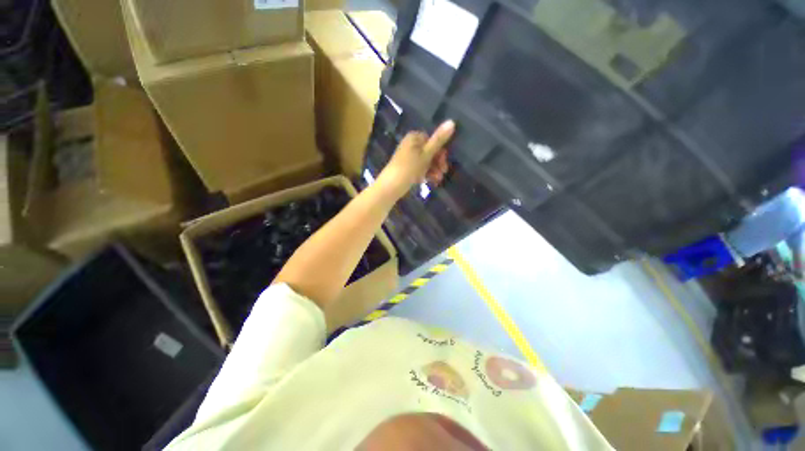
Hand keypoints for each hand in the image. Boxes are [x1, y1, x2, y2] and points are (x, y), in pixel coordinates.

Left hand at [377, 120, 455, 198]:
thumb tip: (452, 121)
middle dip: (438, 163)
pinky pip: (420, 168)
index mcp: (414, 138)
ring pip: (427, 162)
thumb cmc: (409, 168)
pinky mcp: (407, 168)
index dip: (440, 152)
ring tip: (437, 180)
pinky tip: (430, 181)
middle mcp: (411, 145)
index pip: (433, 140)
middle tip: (442, 173)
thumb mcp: (426, 154)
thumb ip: (439, 140)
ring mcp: (409, 157)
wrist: (391, 187)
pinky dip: (426, 174)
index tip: (444, 163)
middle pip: (430, 152)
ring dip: (434, 170)